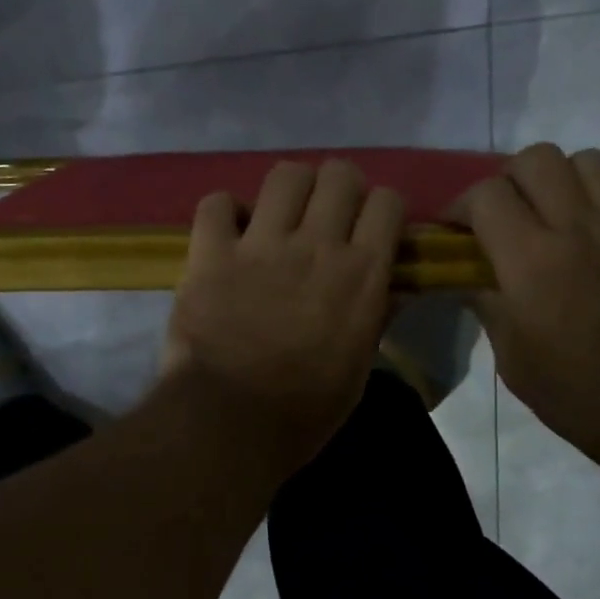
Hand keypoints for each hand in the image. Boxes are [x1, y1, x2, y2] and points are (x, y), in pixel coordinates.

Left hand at [162, 160, 404, 476]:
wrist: (231, 424)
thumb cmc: (304, 411)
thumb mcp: (358, 370)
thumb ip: (374, 318)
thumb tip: (388, 289)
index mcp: (362, 274)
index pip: (387, 202)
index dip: (380, 210)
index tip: (370, 231)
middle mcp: (316, 245)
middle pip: (339, 174)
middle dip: (337, 189)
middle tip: (325, 219)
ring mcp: (261, 245)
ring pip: (285, 175)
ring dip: (288, 191)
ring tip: (279, 218)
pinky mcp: (210, 254)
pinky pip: (216, 203)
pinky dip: (224, 212)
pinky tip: (228, 234)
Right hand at [453, 143, 599, 479]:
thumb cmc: (579, 396)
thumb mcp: (514, 362)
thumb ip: (489, 307)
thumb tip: (471, 279)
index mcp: (532, 263)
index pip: (486, 196)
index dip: (459, 207)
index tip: (452, 233)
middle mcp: (576, 228)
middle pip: (534, 159)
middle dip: (504, 181)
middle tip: (496, 219)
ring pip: (581, 159)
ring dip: (552, 178)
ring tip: (542, 216)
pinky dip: (591, 190)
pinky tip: (580, 227)